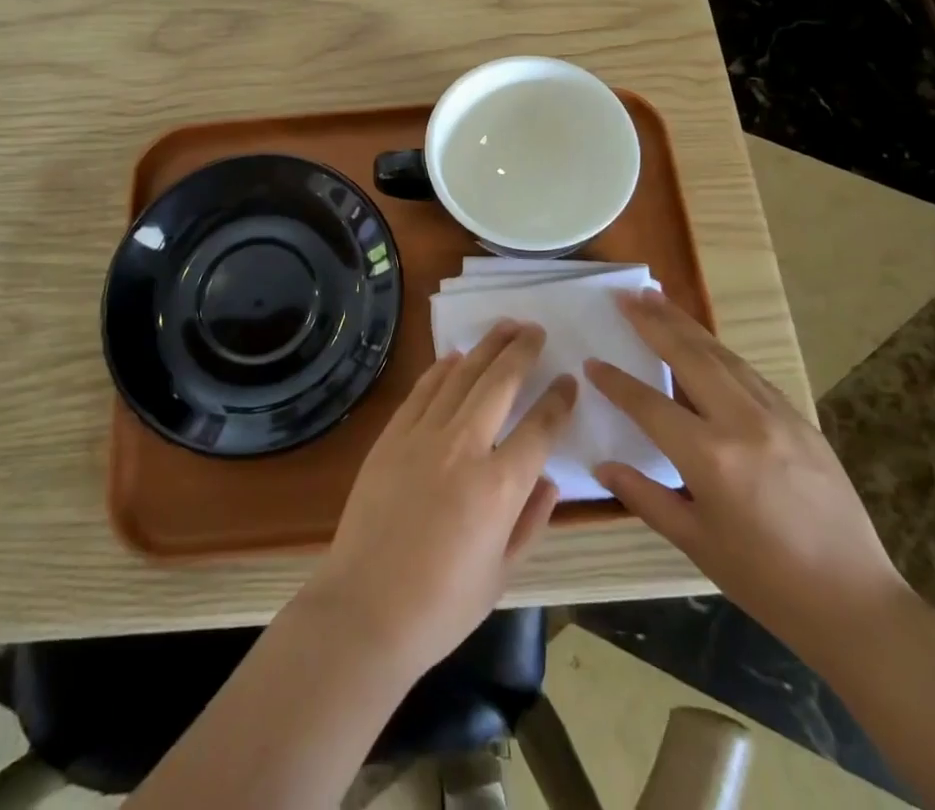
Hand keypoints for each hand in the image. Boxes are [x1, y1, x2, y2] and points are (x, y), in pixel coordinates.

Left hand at [306, 322, 575, 679]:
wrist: (365, 608)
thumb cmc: (441, 606)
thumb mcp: (502, 574)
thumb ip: (530, 521)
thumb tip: (549, 480)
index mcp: (499, 487)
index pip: (540, 428)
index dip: (559, 400)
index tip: (569, 381)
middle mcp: (464, 448)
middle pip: (500, 383)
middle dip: (522, 351)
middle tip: (536, 330)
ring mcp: (423, 436)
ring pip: (462, 376)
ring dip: (486, 347)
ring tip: (505, 326)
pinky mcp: (392, 436)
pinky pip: (423, 390)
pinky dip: (442, 368)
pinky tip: (456, 356)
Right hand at [585, 289, 910, 667]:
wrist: (855, 602)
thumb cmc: (765, 580)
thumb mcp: (696, 543)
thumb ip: (645, 497)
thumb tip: (603, 466)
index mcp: (710, 457)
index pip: (649, 404)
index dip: (617, 382)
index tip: (592, 362)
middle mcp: (741, 422)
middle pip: (689, 356)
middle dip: (653, 321)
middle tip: (625, 295)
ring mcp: (776, 415)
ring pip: (722, 354)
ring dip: (685, 323)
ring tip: (657, 297)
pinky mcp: (799, 418)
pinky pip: (749, 372)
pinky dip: (718, 349)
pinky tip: (704, 341)